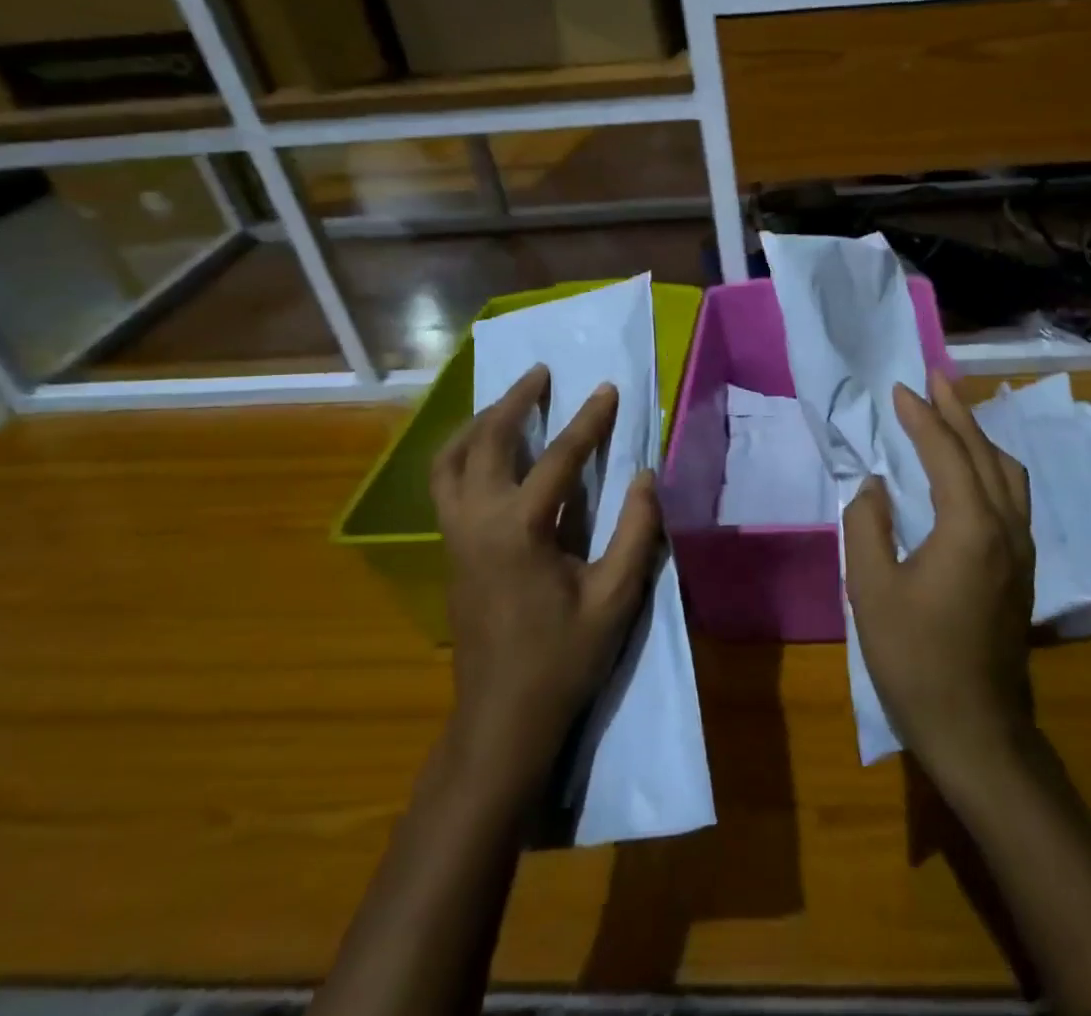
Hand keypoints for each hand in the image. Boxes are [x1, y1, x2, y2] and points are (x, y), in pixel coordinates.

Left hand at [431, 365, 662, 779]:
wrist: (501, 718)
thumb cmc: (562, 659)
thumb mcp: (615, 598)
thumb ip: (636, 531)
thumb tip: (645, 476)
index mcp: (519, 530)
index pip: (559, 458)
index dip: (588, 421)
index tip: (608, 389)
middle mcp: (477, 521)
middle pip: (488, 442)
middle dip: (515, 401)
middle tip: (540, 373)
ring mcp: (455, 535)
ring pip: (450, 460)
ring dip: (479, 423)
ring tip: (507, 403)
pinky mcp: (449, 550)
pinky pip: (445, 483)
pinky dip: (463, 452)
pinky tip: (487, 452)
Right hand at [844, 371, 1036, 787]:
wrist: (977, 731)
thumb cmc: (916, 660)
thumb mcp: (871, 590)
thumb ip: (867, 526)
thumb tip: (875, 487)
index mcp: (970, 527)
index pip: (946, 452)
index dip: (922, 417)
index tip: (900, 389)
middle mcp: (1005, 527)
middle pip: (985, 452)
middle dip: (958, 412)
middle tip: (935, 379)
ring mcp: (1021, 550)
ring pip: (1007, 474)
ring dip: (980, 437)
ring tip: (954, 416)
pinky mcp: (1022, 570)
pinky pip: (1011, 497)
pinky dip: (990, 467)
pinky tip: (973, 473)